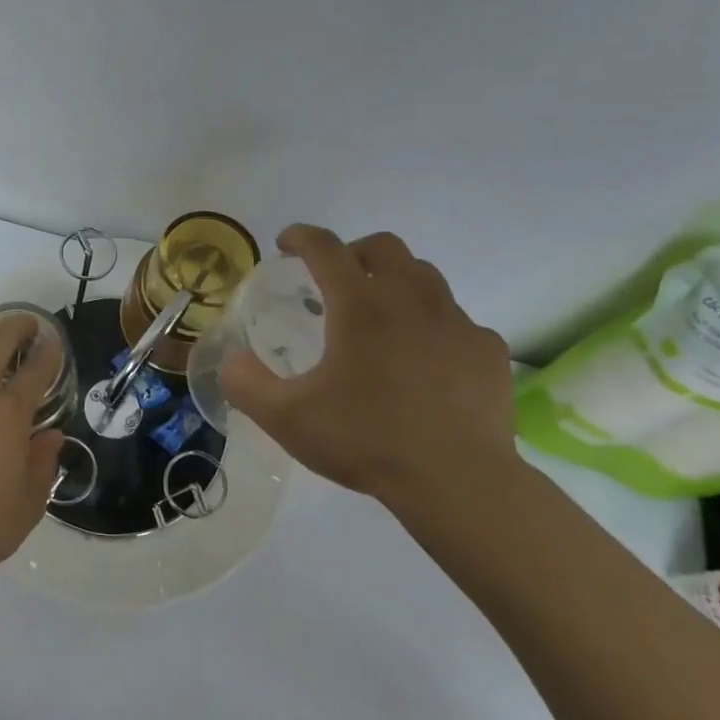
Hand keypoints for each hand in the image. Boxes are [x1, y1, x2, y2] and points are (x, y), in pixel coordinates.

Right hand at [219, 225, 515, 511]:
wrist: (459, 483)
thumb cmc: (366, 440)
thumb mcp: (286, 418)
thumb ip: (246, 383)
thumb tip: (233, 360)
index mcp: (360, 305)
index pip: (325, 248)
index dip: (301, 237)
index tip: (286, 244)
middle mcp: (411, 299)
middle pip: (384, 246)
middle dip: (353, 251)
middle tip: (336, 279)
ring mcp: (456, 322)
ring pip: (425, 277)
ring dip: (396, 282)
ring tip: (380, 317)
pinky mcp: (487, 350)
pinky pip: (457, 321)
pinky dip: (433, 326)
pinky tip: (425, 362)